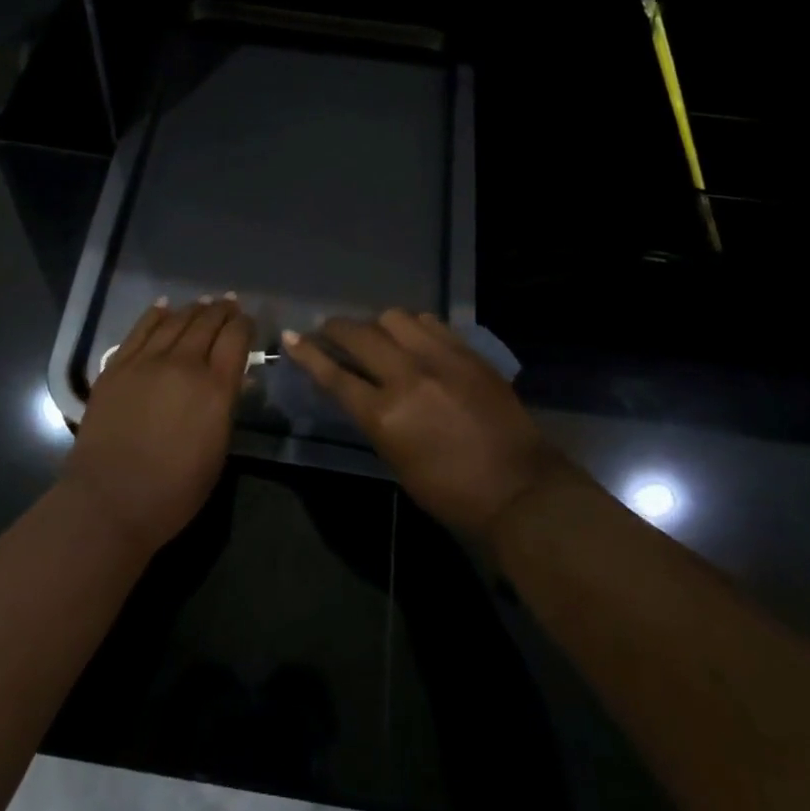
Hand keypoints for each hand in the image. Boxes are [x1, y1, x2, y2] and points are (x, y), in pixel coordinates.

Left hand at [64, 296, 252, 553]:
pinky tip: (163, 306)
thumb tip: (232, 379)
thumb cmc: (174, 491)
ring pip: (175, 321)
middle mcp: (183, 364)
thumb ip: (225, 406)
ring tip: (203, 303)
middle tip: (230, 304)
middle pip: (207, 323)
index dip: (245, 324)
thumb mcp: (217, 450)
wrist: (110, 501)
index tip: (248, 322)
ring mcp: (145, 362)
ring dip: (193, 309)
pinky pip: (139, 331)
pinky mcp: (116, 367)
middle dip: (222, 311)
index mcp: (215, 388)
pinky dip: (155, 315)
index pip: (236, 338)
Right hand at [284, 310, 565, 539]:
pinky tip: (412, 336)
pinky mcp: (467, 353)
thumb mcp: (397, 460)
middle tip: (329, 331)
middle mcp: (408, 377)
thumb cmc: (450, 492)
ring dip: (376, 324)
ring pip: (395, 318)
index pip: (334, 375)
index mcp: (385, 415)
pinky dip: (412, 326)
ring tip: (376, 335)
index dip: (308, 354)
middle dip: (336, 329)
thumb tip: (359, 390)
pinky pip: (430, 323)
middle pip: (360, 336)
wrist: (518, 488)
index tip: (291, 338)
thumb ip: (374, 419)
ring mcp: (441, 359)